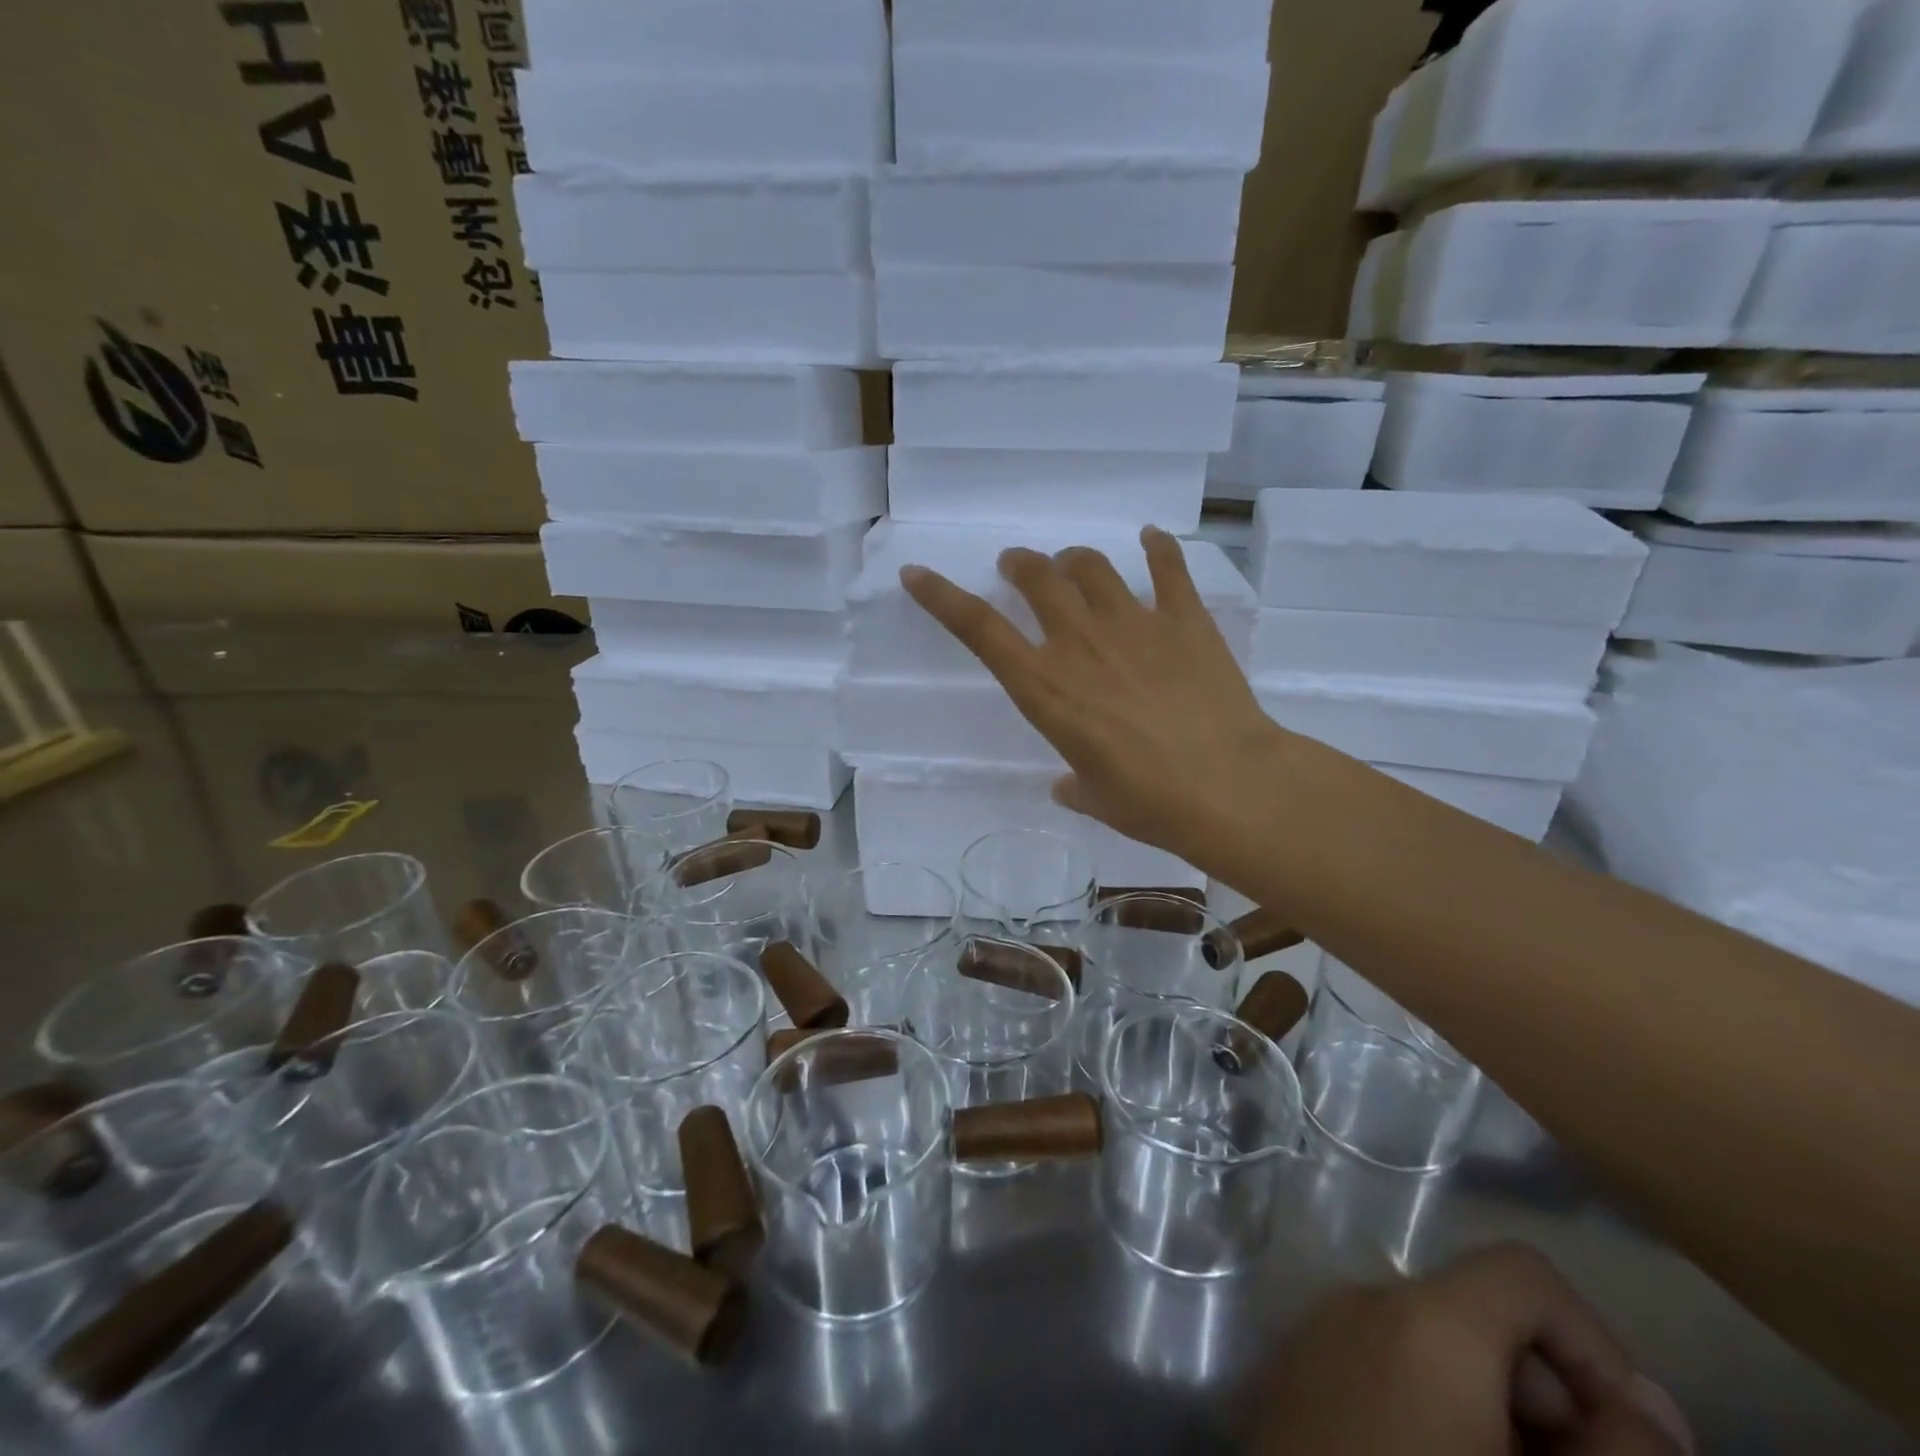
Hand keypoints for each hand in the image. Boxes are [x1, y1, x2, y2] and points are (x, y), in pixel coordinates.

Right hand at [900, 527, 1299, 869]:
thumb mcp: (1096, 797)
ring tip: (1072, 564)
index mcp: (1045, 688)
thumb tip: (1068, 786)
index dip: (941, 597)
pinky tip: (1151, 541)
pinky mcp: (1185, 620)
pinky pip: (1168, 568)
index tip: (917, 574)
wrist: (1230, 788)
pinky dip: (1157, 549)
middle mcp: (1080, 644)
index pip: (979, 630)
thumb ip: (1074, 784)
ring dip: (1073, 559)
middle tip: (1017, 567)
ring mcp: (1135, 625)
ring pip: (1091, 566)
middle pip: (1036, 577)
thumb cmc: (1149, 803)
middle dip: (1019, 564)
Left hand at [1250, 1246, 1692, 1455]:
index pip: (1523, 1274)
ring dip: (1490, 1415)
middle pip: (1477, 1315)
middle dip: (1547, 1398)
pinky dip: (1428, 1414)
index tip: (1631, 1445)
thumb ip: (1620, 1455)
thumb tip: (1649, 1405)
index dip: (1596, 1349)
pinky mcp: (1291, 1374)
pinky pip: (1380, 1368)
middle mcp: (1360, 1301)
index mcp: (1423, 1317)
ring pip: (1431, 1349)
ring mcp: (1316, 1334)